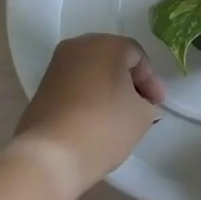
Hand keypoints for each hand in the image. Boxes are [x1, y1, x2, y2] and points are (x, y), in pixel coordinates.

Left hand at [13, 34, 165, 199]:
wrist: (49, 155)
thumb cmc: (103, 127)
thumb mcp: (141, 116)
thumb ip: (147, 103)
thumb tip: (139, 103)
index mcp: (106, 44)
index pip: (137, 56)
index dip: (151, 81)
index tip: (157, 106)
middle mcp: (79, 46)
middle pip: (112, 58)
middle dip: (128, 81)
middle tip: (141, 106)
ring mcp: (57, 65)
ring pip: (92, 71)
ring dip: (107, 88)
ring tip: (118, 116)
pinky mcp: (43, 86)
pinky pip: (75, 84)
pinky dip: (88, 96)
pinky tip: (95, 119)